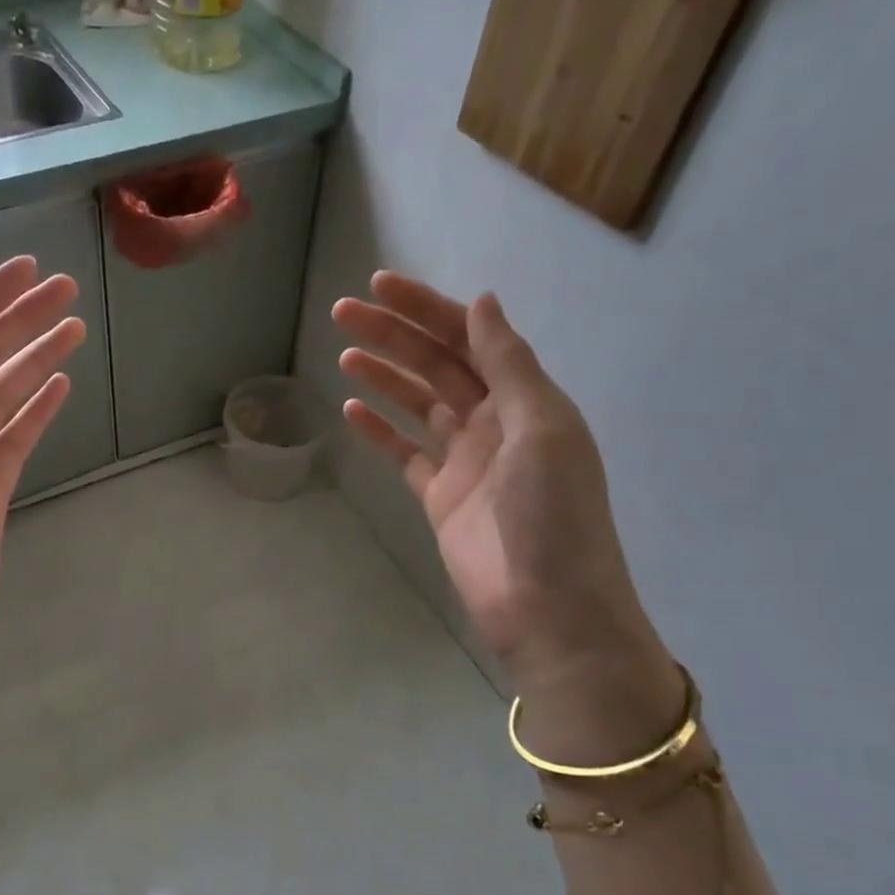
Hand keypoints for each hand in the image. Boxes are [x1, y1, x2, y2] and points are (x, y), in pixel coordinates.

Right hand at [332, 272, 671, 701]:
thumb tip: (482, 302)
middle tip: (343, 313)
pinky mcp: (439, 497)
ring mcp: (464, 461)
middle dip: (393, 335)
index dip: (426, 309)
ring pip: (417, 404)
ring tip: (343, 353)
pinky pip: (405, 452)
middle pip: (436, 365)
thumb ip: (508, 365)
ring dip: (383, 375)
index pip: (470, 338)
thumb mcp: (540, 427)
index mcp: (525, 400)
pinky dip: (379, 430)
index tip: (380, 286)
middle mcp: (494, 422)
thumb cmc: (552, 515)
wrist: (547, 609)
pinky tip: (352, 408)